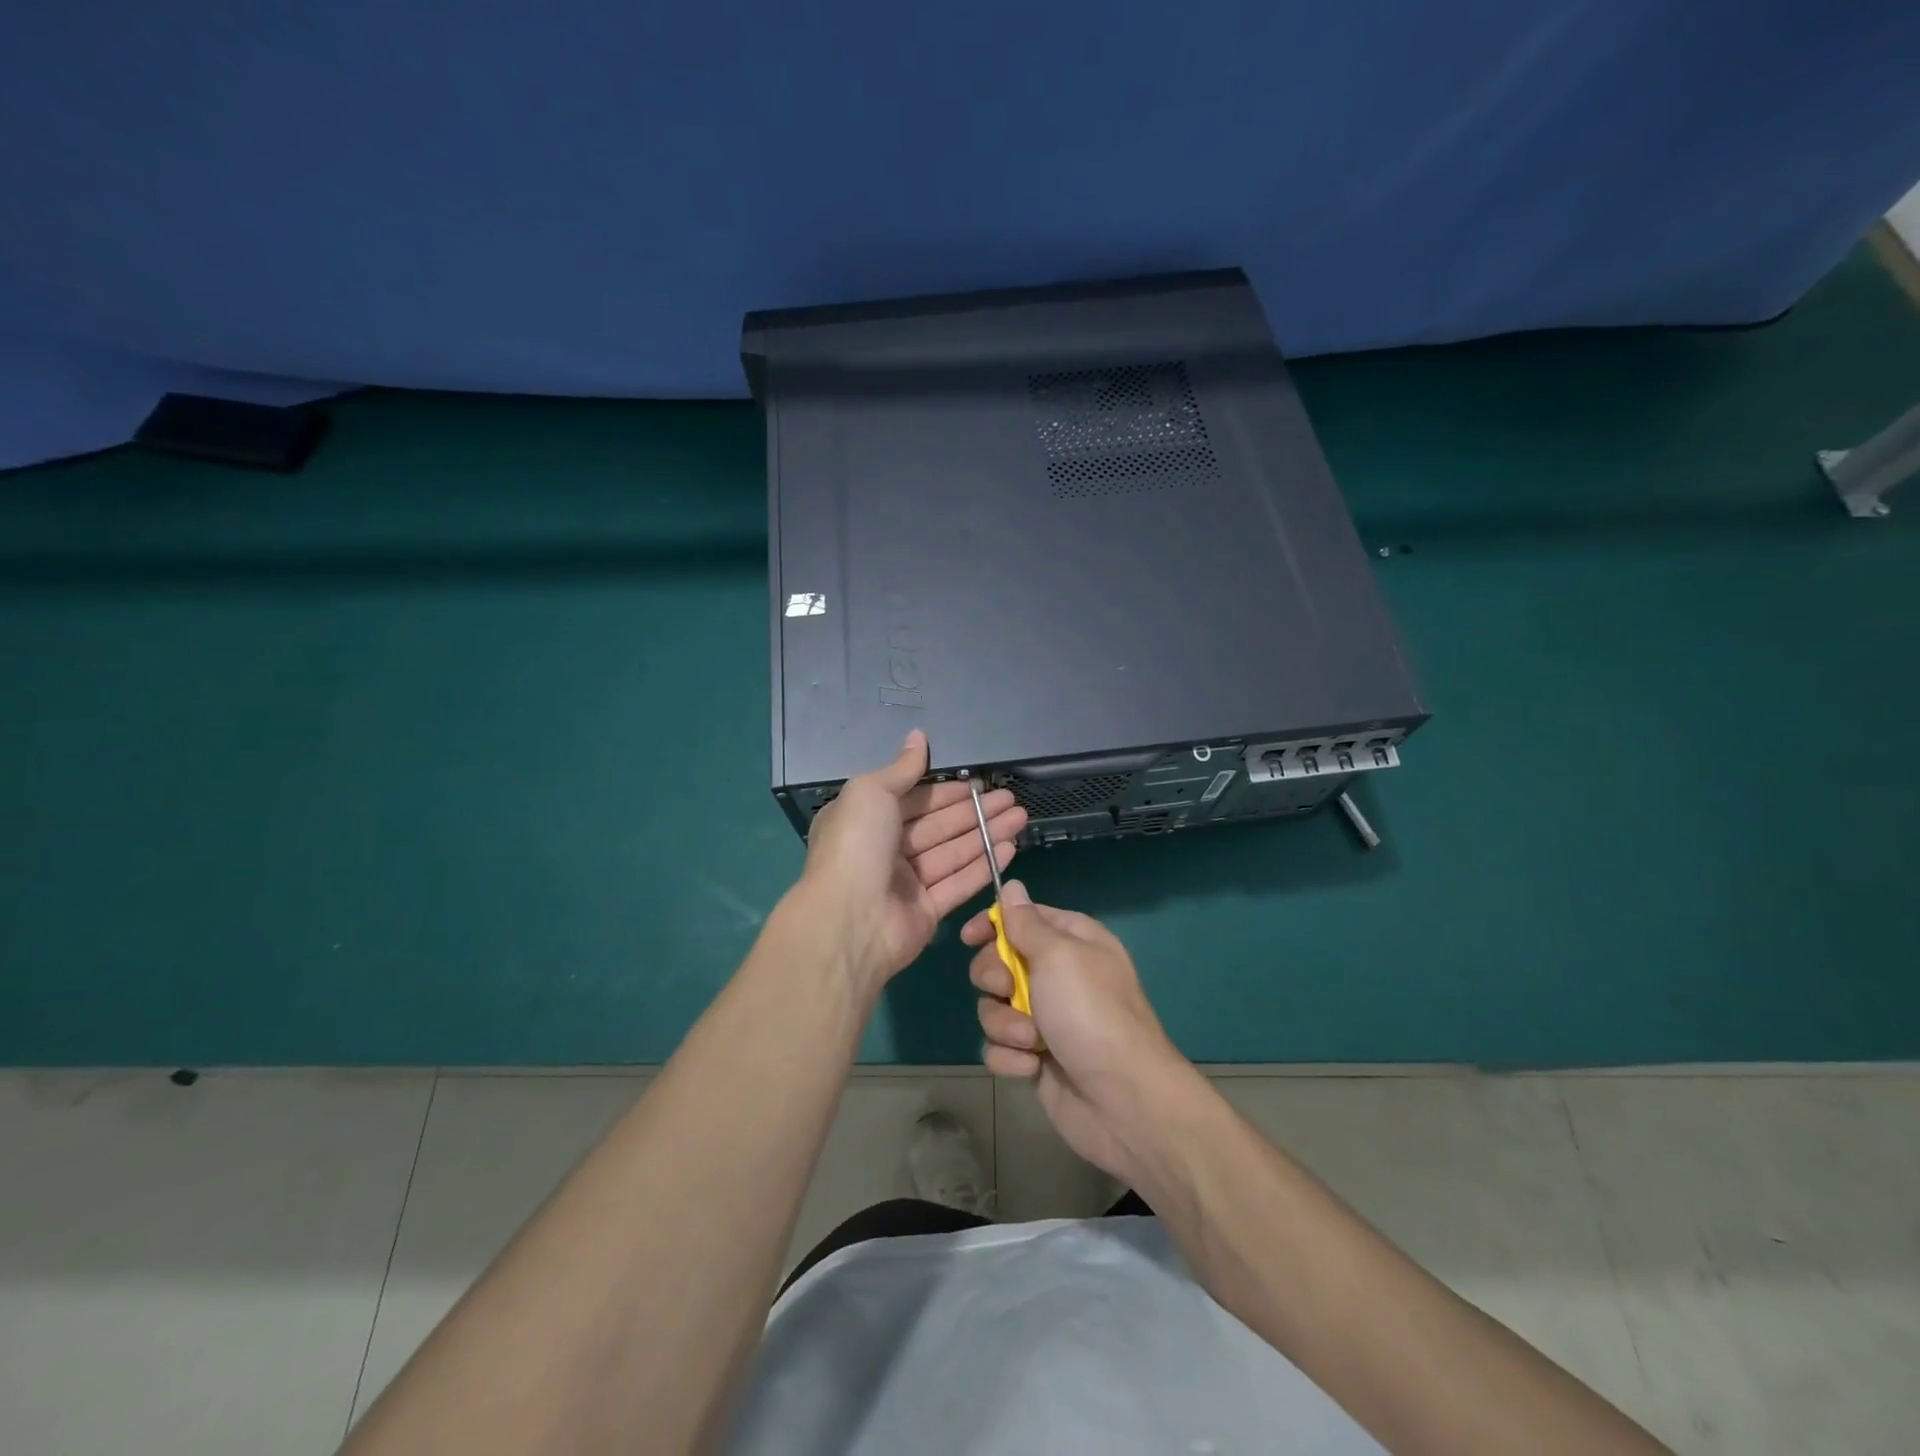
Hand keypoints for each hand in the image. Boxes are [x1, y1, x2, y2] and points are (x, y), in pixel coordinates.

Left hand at [799, 730, 1025, 992]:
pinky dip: (984, 866)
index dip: (947, 791)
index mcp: (867, 820)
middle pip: (939, 826)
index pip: (915, 800)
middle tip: (1011, 799)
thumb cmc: (856, 846)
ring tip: (1021, 818)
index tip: (979, 783)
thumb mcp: (871, 792)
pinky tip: (1010, 848)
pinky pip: (959, 884)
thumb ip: (901, 768)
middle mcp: (885, 850)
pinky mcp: (926, 912)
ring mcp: (906, 883)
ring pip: (953, 853)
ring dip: (987, 835)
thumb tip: (918, 736)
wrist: (849, 921)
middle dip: (975, 811)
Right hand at [962, 882, 1193, 1185]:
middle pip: (999, 962)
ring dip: (1005, 1025)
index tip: (970, 937)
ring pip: (994, 1007)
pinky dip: (1010, 1057)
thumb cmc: (1091, 1013)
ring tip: (1032, 1041)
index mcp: (1072, 941)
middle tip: (1008, 991)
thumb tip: (1013, 886)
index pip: (1023, 918)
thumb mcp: (1059, 955)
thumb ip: (1026, 923)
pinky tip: (1032, 1067)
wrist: (1123, 1099)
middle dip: (994, 979)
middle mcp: (1058, 975)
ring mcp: (1046, 1019)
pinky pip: (1000, 1046)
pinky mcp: (1035, 1058)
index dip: (993, 924)